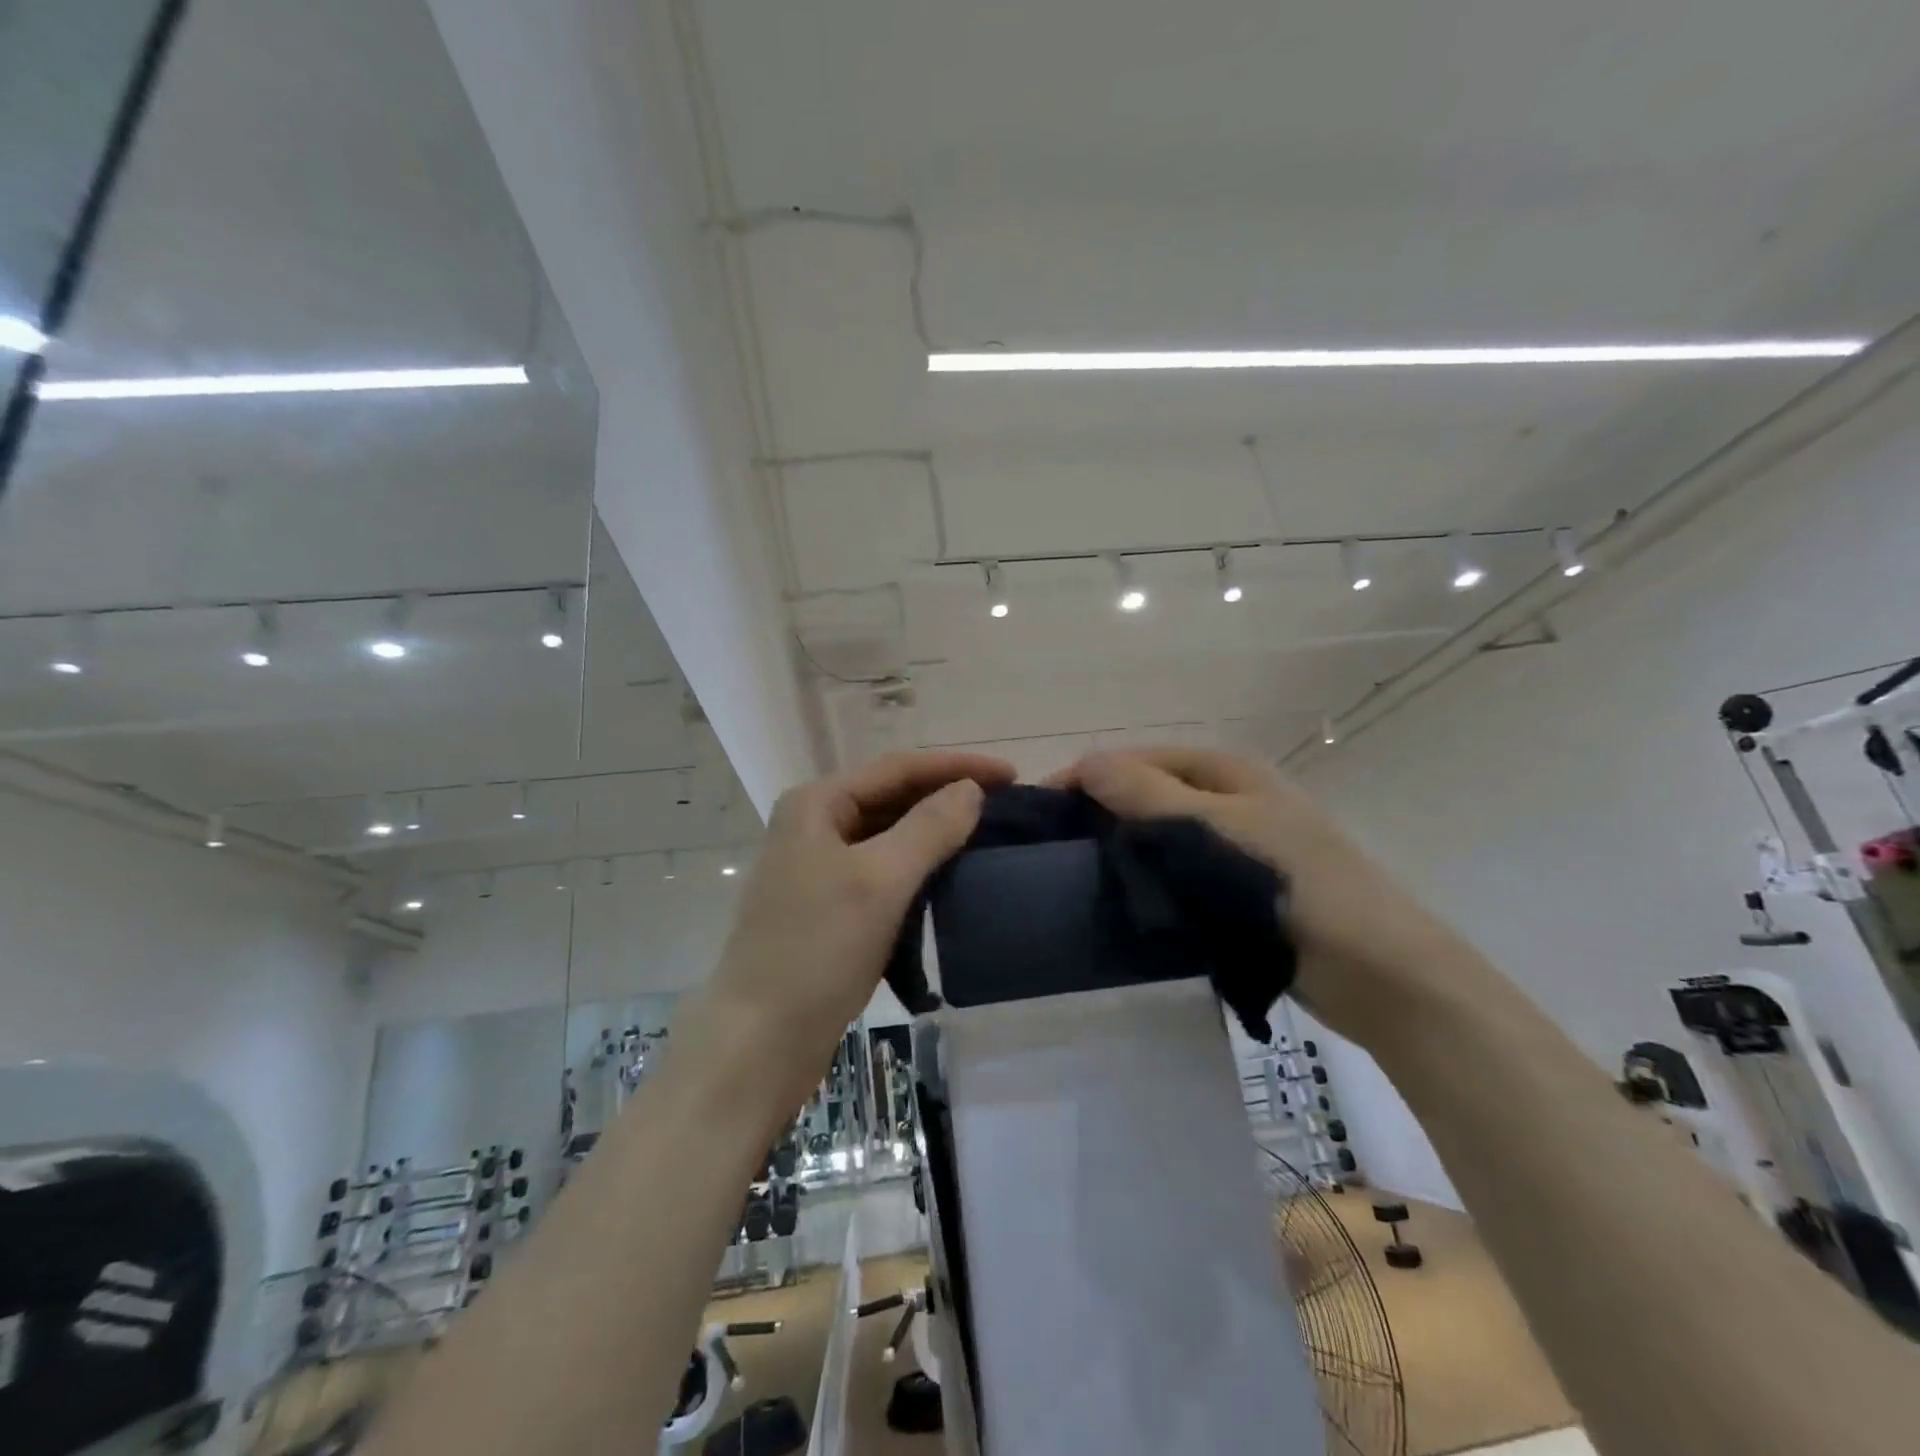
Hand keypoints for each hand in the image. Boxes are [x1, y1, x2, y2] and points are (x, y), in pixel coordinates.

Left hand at [703, 751, 1015, 1096]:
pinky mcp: (829, 906)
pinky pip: (883, 871)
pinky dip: (918, 869)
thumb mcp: (880, 881)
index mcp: (816, 804)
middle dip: (947, 797)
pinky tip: (950, 877)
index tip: (1011, 775)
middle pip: (892, 797)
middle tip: (1006, 805)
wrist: (760, 1041)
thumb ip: (929, 828)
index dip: (957, 766)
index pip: (898, 768)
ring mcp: (818, 867)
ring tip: (986, 836)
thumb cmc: (817, 949)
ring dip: (935, 833)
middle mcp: (814, 825)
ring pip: (889, 836)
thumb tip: (970, 791)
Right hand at [1055, 746, 1473, 1044]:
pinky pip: (1182, 870)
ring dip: (1126, 846)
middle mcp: (1232, 796)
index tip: (1043, 812)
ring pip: (1164, 834)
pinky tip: (1125, 898)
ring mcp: (1239, 843)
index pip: (1137, 758)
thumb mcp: (1209, 829)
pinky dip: (1152, 877)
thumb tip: (1086, 763)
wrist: (1372, 967)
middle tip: (1057, 848)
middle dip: (1104, 811)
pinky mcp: (1240, 888)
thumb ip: (1145, 793)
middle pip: (1150, 792)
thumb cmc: (1285, 883)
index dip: (1088, 777)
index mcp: (1226, 769)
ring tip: (1080, 874)